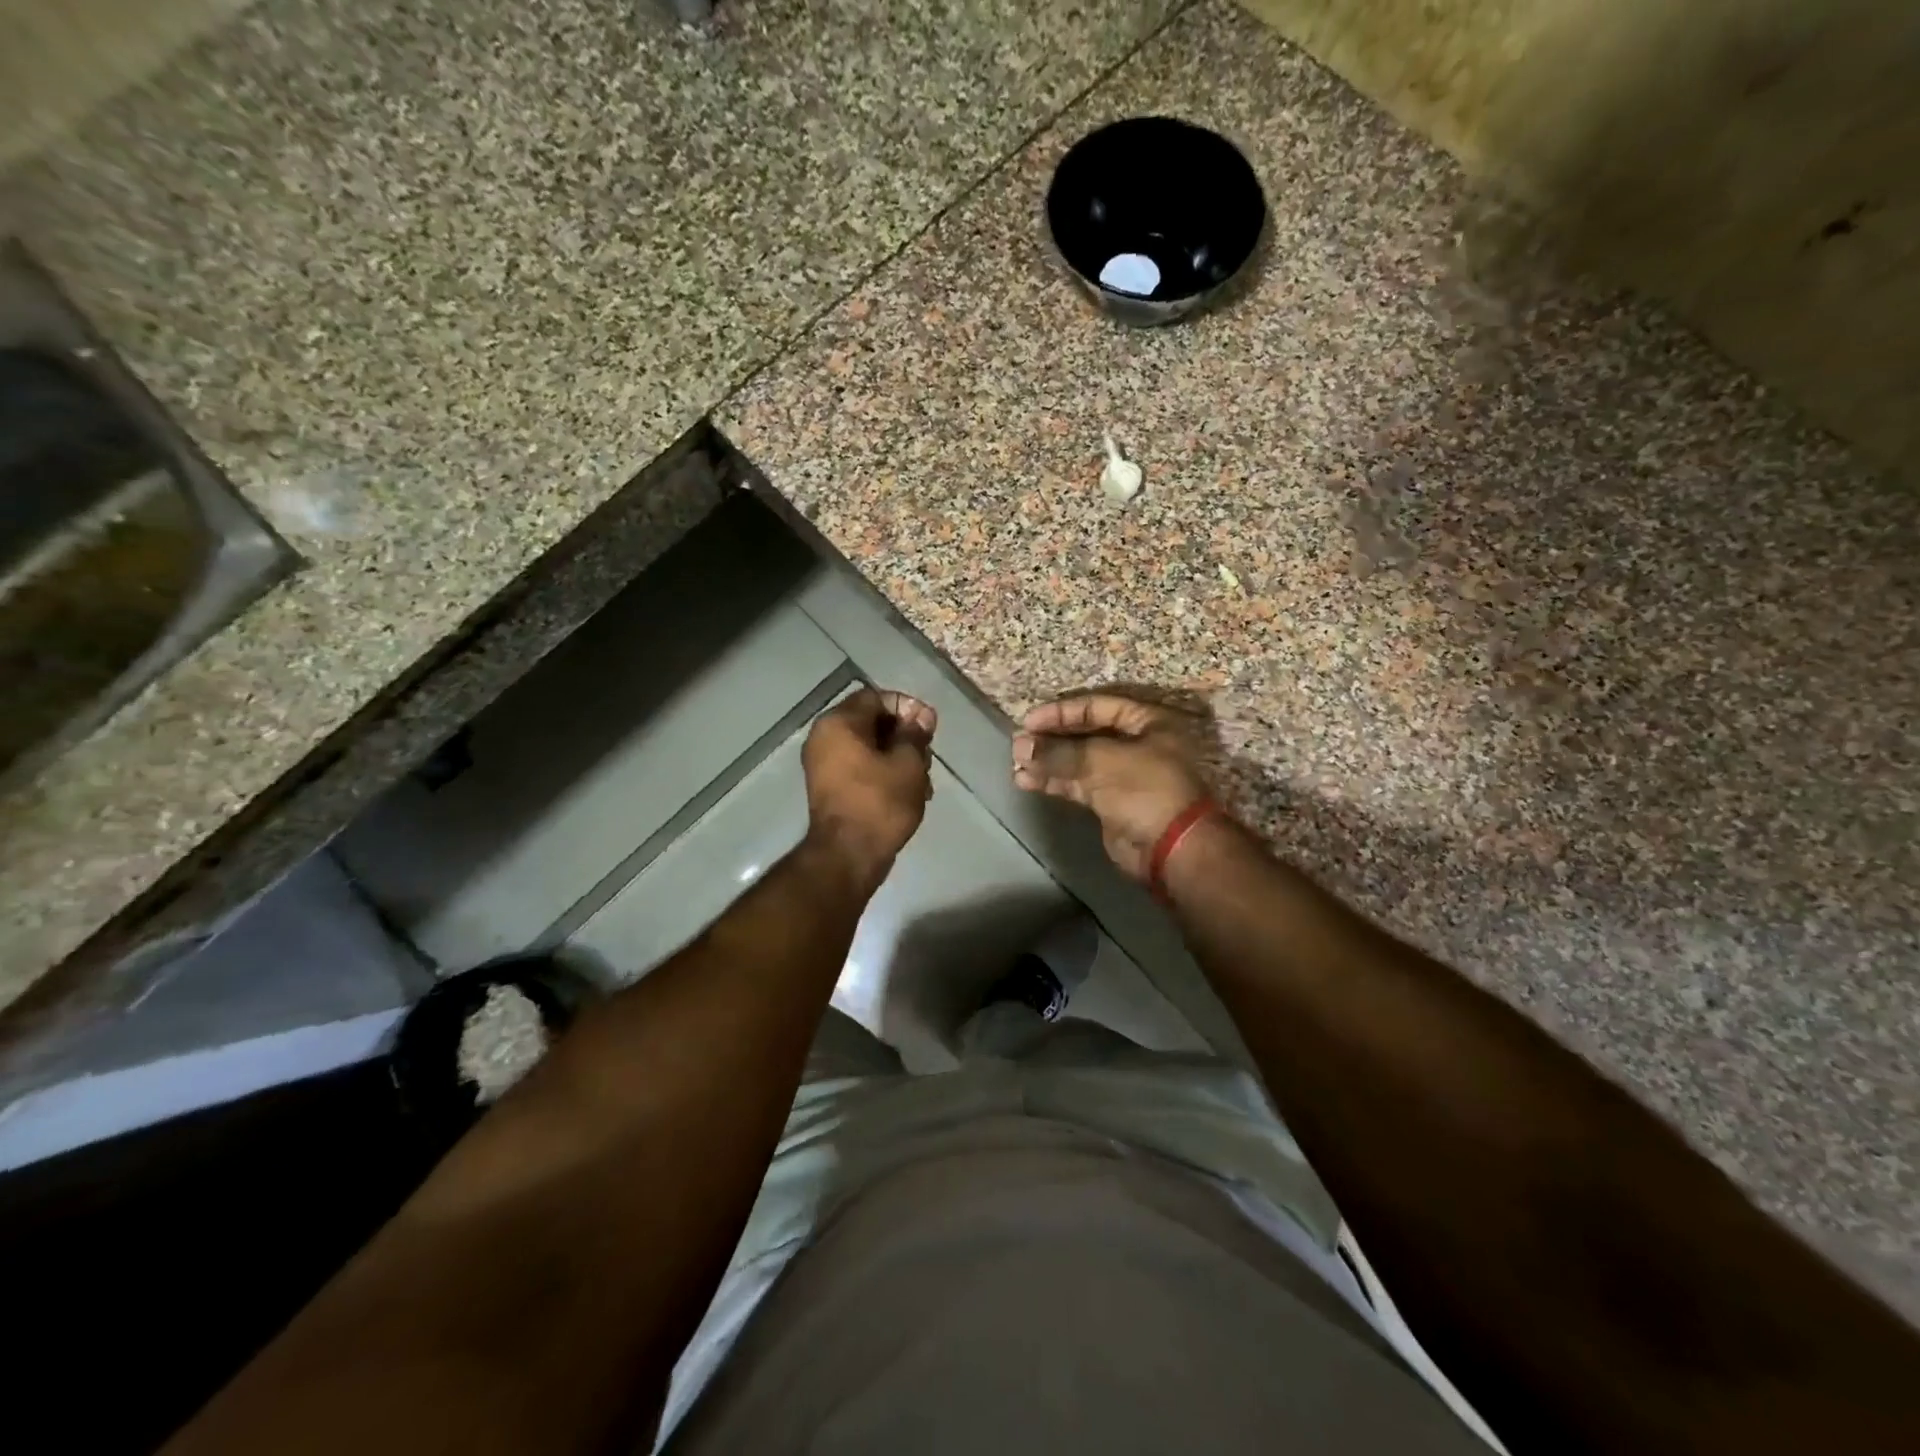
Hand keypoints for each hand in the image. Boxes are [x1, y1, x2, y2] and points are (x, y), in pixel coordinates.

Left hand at [802, 688, 936, 893]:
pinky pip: (859, 767)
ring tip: (923, 780)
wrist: (849, 855)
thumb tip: (922, 715)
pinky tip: (909, 792)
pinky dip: (883, 773)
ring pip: (868, 747)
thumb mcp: (908, 763)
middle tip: (927, 756)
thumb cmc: (880, 803)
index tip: (929, 728)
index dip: (907, 707)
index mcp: (838, 723)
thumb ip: (915, 734)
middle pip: (871, 721)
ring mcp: (823, 764)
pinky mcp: (829, 787)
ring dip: (897, 757)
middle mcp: (824, 738)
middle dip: (904, 735)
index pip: (876, 697)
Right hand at [1012, 693, 1211, 879]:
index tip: (1029, 721)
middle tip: (1019, 744)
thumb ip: (1058, 751)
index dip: (1061, 712)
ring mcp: (1124, 775)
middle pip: (1086, 734)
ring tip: (1017, 765)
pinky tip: (1028, 781)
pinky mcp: (1112, 802)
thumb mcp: (1100, 761)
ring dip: (1048, 763)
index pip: (1097, 706)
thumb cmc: (1144, 789)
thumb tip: (1020, 745)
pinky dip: (1055, 782)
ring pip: (1079, 762)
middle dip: (1051, 739)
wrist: (1172, 848)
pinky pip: (1078, 785)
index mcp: (1148, 722)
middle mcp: (1137, 744)